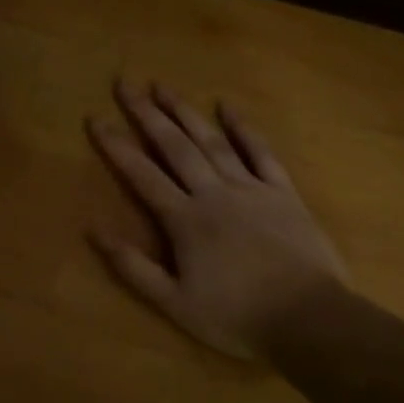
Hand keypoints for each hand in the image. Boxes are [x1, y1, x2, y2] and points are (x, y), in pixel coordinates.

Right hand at [87, 79, 348, 361]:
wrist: (310, 319)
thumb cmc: (236, 316)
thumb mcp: (174, 303)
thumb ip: (132, 266)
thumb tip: (93, 231)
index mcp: (184, 219)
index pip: (141, 173)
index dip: (116, 145)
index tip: (95, 117)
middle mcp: (213, 193)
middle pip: (174, 146)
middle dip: (146, 113)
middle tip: (126, 83)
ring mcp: (250, 188)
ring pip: (211, 141)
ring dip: (185, 112)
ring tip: (163, 86)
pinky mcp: (282, 193)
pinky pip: (261, 152)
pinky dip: (243, 128)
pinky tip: (227, 107)